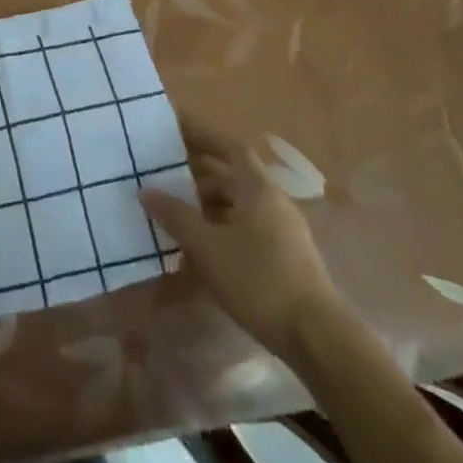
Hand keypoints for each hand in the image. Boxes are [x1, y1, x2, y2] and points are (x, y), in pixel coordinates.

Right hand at [139, 115, 336, 354]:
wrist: (317, 337)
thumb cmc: (259, 280)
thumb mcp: (207, 247)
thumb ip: (175, 216)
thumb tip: (146, 190)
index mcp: (258, 188)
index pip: (228, 145)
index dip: (201, 132)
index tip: (173, 125)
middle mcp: (273, 200)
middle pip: (232, 174)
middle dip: (197, 171)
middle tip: (164, 170)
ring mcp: (282, 229)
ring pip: (238, 203)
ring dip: (207, 203)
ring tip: (175, 212)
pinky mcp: (285, 256)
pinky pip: (245, 227)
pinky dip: (220, 227)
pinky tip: (199, 249)